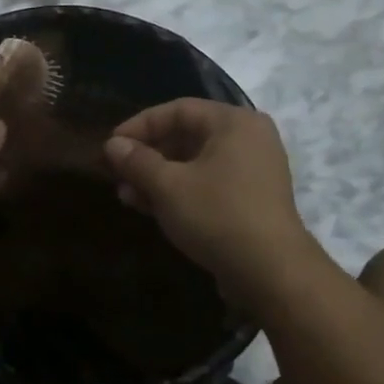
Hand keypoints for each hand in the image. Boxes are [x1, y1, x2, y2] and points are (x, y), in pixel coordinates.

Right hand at [102, 99, 303, 279]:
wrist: (271, 273)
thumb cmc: (217, 215)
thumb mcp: (168, 186)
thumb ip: (137, 161)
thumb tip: (112, 145)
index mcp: (233, 123)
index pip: (177, 110)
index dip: (139, 125)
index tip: (111, 146)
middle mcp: (248, 139)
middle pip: (186, 136)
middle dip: (147, 156)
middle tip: (117, 174)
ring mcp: (253, 171)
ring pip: (194, 164)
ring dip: (158, 177)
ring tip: (127, 196)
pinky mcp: (251, 200)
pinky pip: (208, 184)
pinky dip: (179, 191)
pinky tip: (151, 208)